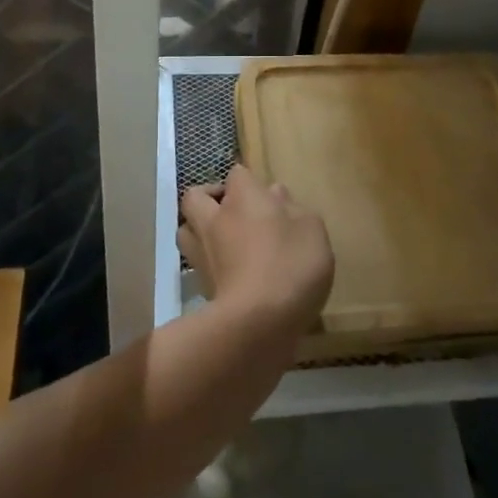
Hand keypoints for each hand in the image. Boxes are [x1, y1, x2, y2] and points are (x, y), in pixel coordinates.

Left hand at [179, 166, 333, 338]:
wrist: (257, 324)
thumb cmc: (290, 264)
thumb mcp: (311, 230)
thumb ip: (294, 209)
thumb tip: (275, 194)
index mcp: (243, 197)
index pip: (237, 173)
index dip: (248, 181)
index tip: (265, 196)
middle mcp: (215, 218)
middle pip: (196, 196)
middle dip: (209, 197)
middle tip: (234, 211)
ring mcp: (202, 253)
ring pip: (186, 229)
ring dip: (199, 229)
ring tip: (224, 240)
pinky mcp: (201, 286)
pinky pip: (196, 263)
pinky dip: (208, 263)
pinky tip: (230, 272)